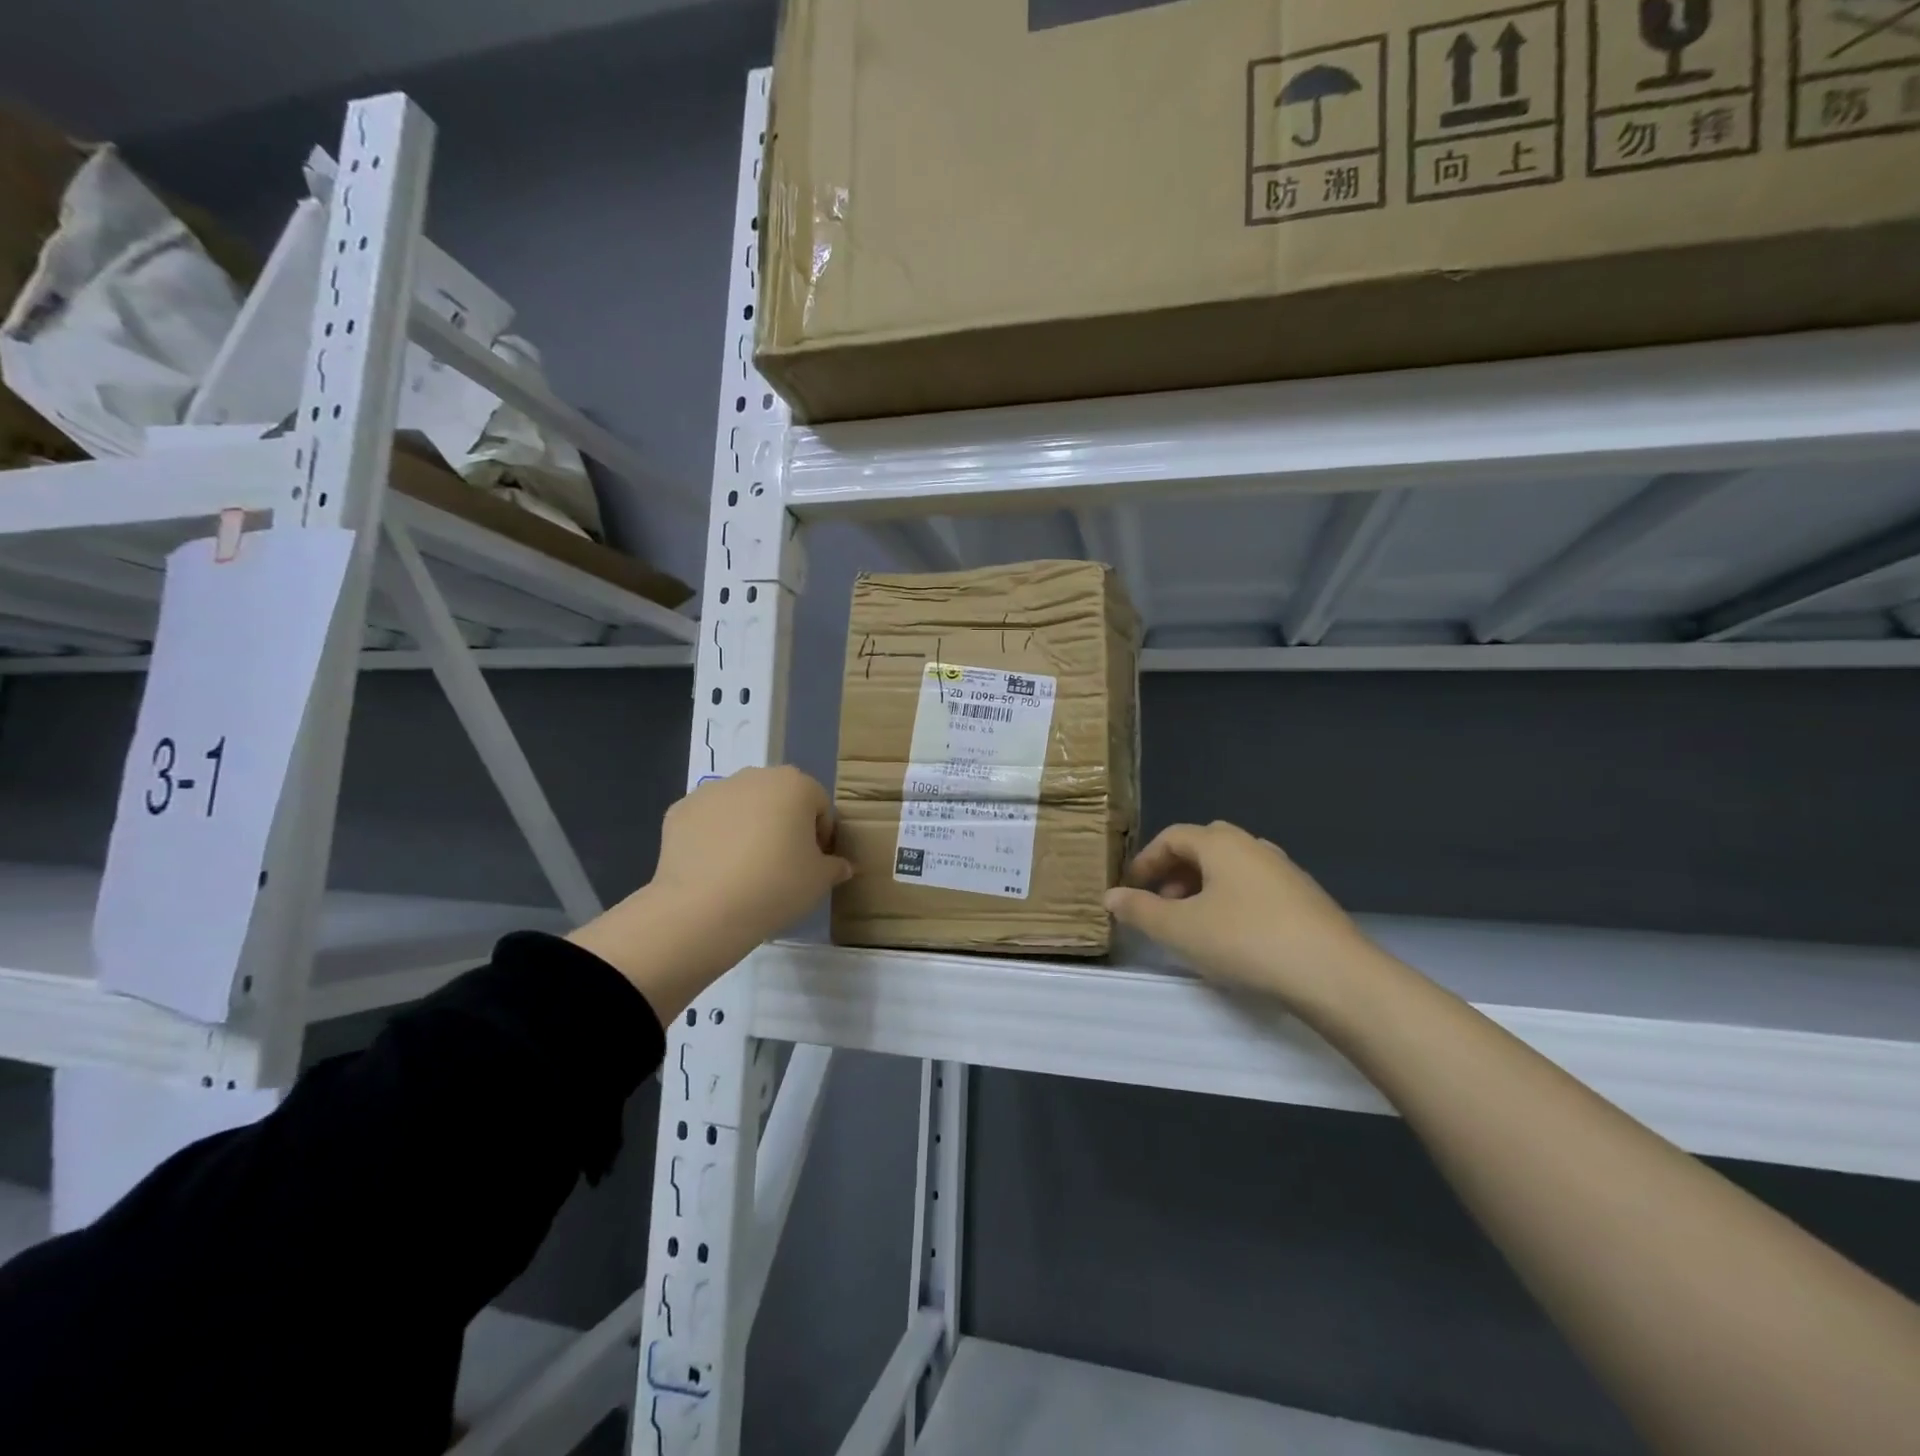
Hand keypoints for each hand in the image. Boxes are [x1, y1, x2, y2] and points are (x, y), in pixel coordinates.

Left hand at [569, 766, 851, 1019]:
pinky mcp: (679, 810)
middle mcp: (754, 776)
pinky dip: (714, 838)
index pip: (819, 805)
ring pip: (741, 806)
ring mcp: (712, 790)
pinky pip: (708, 821)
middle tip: (782, 864)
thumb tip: (842, 866)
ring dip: (747, 827)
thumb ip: (835, 867)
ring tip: (745, 870)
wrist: (703, 909)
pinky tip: (715, 870)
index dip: (821, 835)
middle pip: (778, 798)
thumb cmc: (776, 886)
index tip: (814, 864)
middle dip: (783, 824)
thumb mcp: (819, 881)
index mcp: (795, 784)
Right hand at [1104, 821, 1380, 1013]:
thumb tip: (1110, 896)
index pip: (1173, 836)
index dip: (1146, 860)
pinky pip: (1255, 888)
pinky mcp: (1306, 899)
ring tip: (1193, 924)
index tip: (1130, 889)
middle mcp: (1254, 846)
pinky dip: (1232, 901)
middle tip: (1161, 904)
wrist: (1334, 974)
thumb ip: (1140, 910)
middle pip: (1204, 847)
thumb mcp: (1180, 929)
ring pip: (1232, 868)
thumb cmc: (1246, 941)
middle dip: (1175, 872)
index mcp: (1221, 844)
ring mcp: (1284, 871)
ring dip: (1204, 887)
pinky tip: (1233, 937)